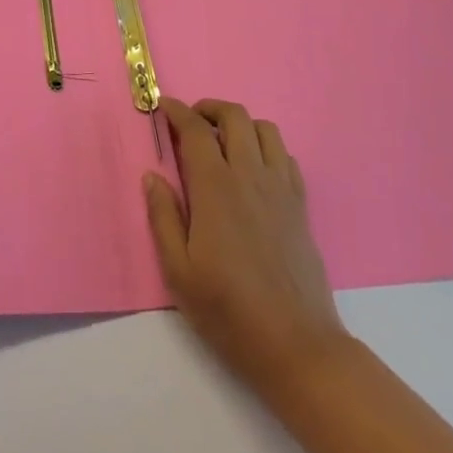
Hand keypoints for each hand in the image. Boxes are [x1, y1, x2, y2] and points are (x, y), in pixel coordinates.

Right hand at [144, 96, 352, 396]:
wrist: (296, 345)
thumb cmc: (228, 311)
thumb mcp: (179, 272)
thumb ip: (163, 217)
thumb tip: (152, 176)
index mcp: (216, 187)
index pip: (195, 130)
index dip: (177, 111)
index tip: (163, 107)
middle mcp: (250, 176)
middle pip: (234, 116)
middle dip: (209, 109)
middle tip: (191, 123)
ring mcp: (280, 188)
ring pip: (265, 129)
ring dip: (241, 124)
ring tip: (223, 142)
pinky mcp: (301, 205)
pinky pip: (286, 156)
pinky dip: (266, 148)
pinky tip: (254, 170)